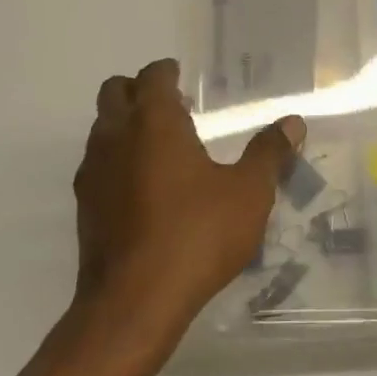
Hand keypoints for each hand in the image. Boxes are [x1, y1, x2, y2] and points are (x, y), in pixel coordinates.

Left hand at [74, 58, 305, 339]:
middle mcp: (116, 137)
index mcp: (154, 122)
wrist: (133, 304)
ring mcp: (93, 173)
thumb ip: (269, 153)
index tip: (183, 77)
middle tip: (173, 107)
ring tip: (163, 146)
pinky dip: (117, 160)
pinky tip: (146, 188)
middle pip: (114, 92)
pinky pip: (98, 164)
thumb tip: (293, 123)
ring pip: (101, 128)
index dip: (167, 71)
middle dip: (139, 90)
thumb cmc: (197, 235)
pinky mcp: (84, 207)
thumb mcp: (248, 193)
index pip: (152, 76)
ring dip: (125, 125)